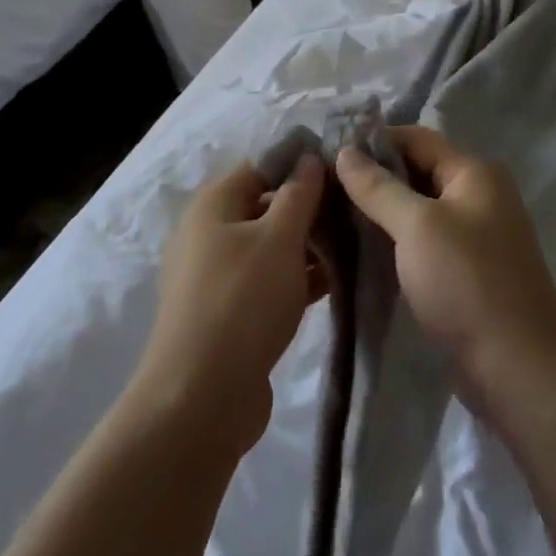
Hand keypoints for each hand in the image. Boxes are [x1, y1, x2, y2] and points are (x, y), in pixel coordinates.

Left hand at [132, 154, 327, 456]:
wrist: (201, 398)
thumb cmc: (242, 301)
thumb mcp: (279, 239)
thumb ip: (298, 195)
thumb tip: (308, 158)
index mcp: (213, 205)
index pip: (260, 167)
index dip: (299, 166)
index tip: (342, 173)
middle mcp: (209, 233)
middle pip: (265, 206)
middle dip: (308, 209)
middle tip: (355, 213)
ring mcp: (216, 276)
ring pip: (269, 247)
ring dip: (307, 247)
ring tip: (354, 246)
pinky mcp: (228, 312)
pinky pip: (266, 281)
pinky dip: (296, 279)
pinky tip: (335, 283)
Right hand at [336, 127, 555, 418]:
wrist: (518, 369)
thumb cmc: (467, 284)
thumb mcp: (417, 227)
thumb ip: (378, 187)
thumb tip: (345, 151)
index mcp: (474, 173)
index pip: (416, 138)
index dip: (373, 141)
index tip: (328, 153)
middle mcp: (478, 196)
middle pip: (417, 171)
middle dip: (373, 177)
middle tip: (323, 187)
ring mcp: (474, 235)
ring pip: (417, 208)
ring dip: (380, 210)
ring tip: (332, 215)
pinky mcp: (465, 270)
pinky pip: (423, 240)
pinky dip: (394, 239)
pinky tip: (359, 248)